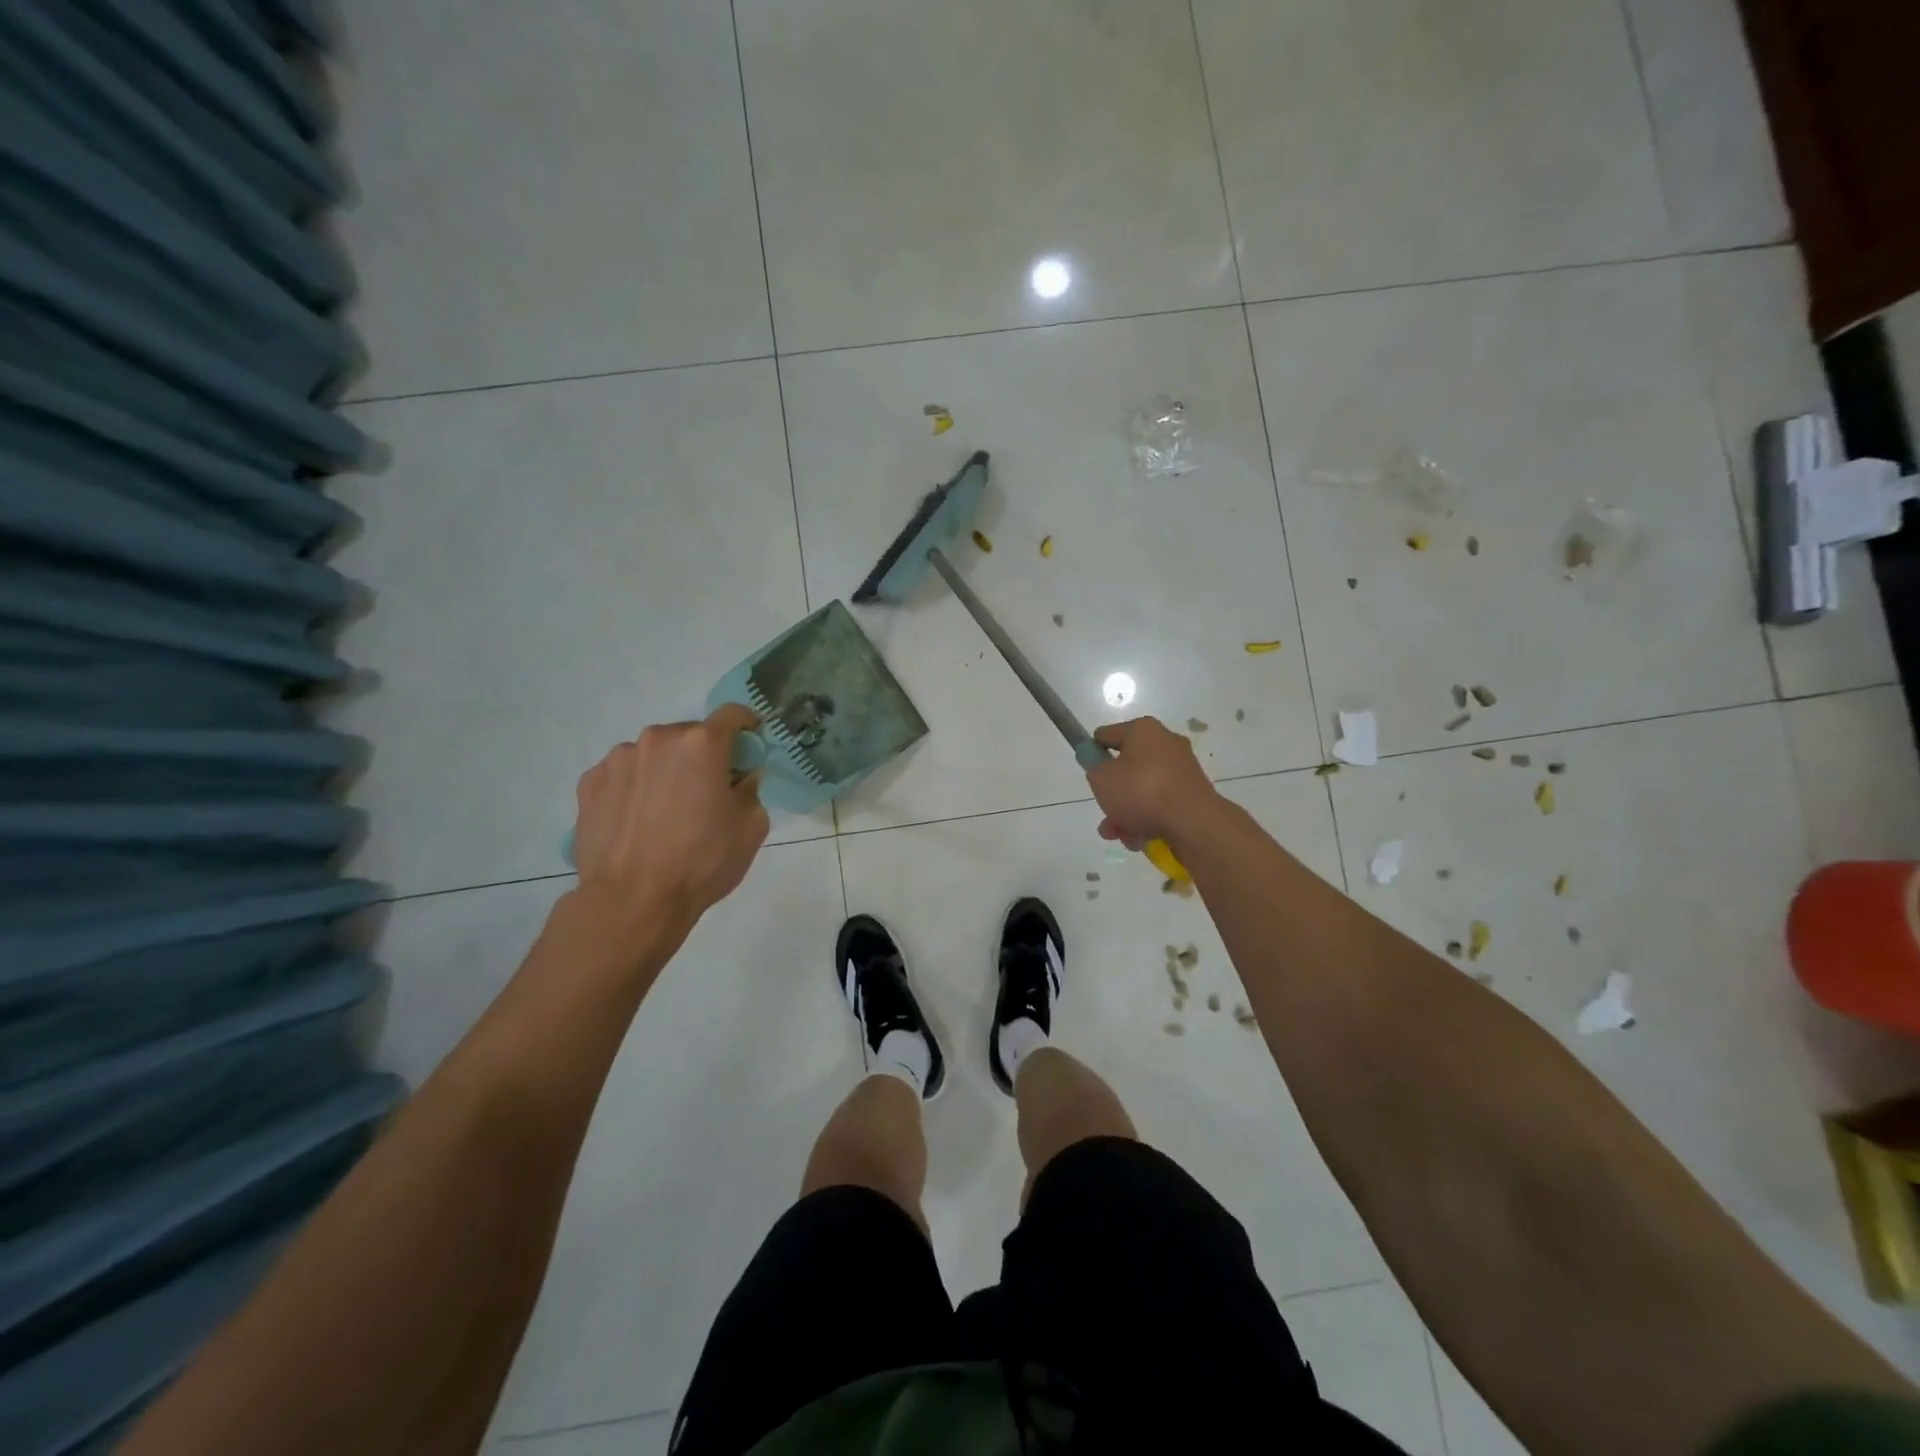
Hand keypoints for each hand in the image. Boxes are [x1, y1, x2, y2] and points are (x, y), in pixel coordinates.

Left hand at [571, 704, 769, 927]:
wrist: (631, 901)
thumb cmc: (701, 861)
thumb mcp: (751, 828)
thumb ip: (751, 790)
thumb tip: (740, 779)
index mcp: (701, 744)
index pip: (732, 714)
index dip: (747, 725)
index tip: (750, 744)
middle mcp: (657, 739)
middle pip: (689, 735)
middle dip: (702, 755)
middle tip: (706, 790)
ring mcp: (618, 758)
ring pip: (653, 754)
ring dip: (665, 770)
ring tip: (665, 811)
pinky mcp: (589, 783)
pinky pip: (623, 774)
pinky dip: (634, 787)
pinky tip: (637, 821)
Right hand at [1085, 717, 1215, 850]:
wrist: (1192, 822)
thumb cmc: (1141, 791)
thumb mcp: (1101, 778)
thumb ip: (1093, 768)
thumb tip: (1099, 764)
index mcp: (1144, 730)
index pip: (1108, 735)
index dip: (1094, 752)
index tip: (1088, 770)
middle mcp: (1166, 744)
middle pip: (1127, 767)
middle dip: (1112, 794)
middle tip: (1103, 813)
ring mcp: (1182, 770)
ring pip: (1143, 790)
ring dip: (1126, 813)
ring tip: (1118, 835)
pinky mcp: (1192, 794)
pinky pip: (1161, 803)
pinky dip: (1147, 818)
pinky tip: (1138, 839)